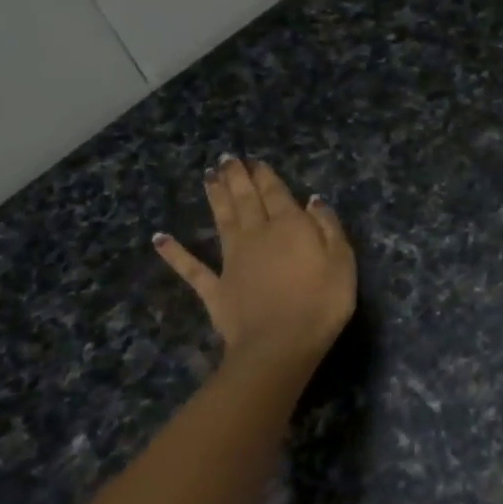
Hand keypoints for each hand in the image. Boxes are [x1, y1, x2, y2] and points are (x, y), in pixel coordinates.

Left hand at [152, 157, 356, 365]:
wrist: (280, 344)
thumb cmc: (321, 303)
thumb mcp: (342, 261)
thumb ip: (328, 227)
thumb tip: (312, 201)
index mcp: (289, 226)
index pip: (276, 193)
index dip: (265, 176)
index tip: (255, 161)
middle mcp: (256, 235)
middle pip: (245, 200)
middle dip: (237, 178)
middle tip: (227, 159)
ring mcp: (232, 261)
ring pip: (221, 221)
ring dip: (214, 198)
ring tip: (208, 177)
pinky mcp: (215, 288)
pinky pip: (191, 267)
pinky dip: (175, 253)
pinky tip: (160, 239)